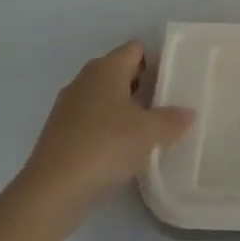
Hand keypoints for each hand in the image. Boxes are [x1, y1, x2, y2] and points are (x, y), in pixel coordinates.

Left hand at [19, 41, 193, 216]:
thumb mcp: (149, 133)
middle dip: (142, 86)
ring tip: (146, 131)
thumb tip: (188, 113)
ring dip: (124, 110)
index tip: (172, 83)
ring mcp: (68, 106)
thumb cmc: (105, 146)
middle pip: (120, 72)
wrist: (52, 191)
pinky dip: (106, 129)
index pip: (136, 49)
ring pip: (104, 98)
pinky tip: (120, 151)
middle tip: (165, 106)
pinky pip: (90, 120)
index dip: (156, 62)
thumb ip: (172, 120)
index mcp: (107, 67)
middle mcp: (85, 79)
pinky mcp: (58, 133)